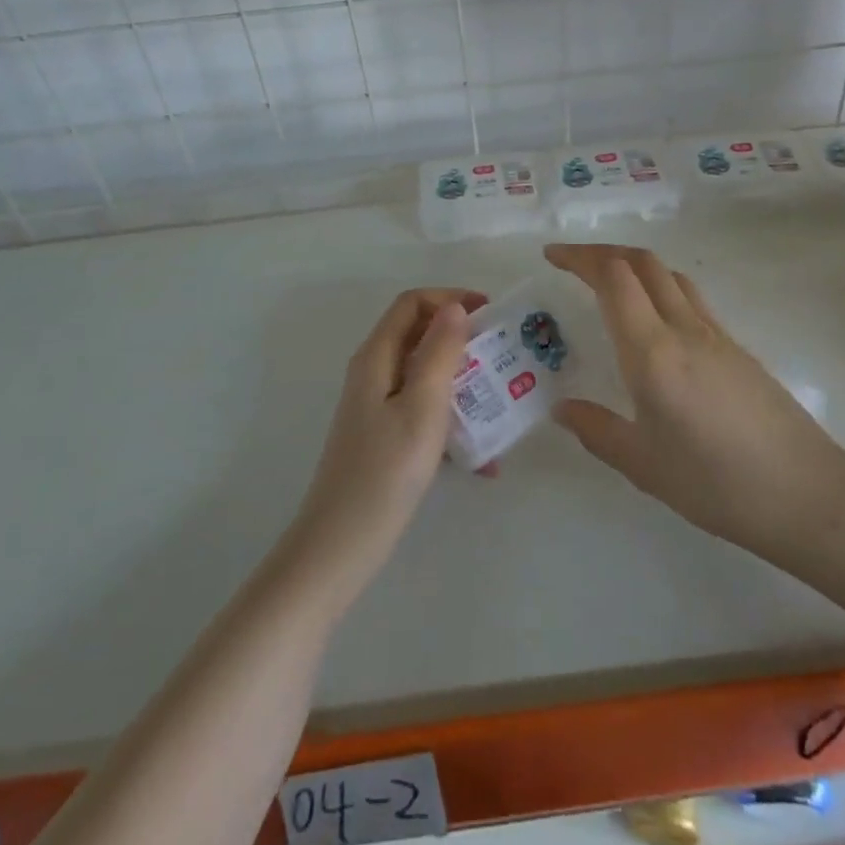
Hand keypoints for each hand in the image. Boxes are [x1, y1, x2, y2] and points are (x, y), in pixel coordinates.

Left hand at [290, 288, 484, 592]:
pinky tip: (481, 459)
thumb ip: (440, 352)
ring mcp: (377, 406)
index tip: (490, 314)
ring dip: (463, 384)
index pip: (412, 303)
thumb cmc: (385, 471)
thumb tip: (455, 308)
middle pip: (419, 336)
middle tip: (503, 358)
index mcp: (377, 356)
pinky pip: (423, 411)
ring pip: (425, 375)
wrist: (341, 545)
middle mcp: (374, 372)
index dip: (450, 298)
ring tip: (500, 407)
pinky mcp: (384, 437)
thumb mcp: (422, 406)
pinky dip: (452, 421)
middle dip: (462, 341)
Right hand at [545, 244, 844, 572]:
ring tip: (608, 284)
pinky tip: (654, 324)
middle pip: (641, 262)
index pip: (614, 278)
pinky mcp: (737, 347)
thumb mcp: (644, 466)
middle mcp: (684, 329)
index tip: (552, 257)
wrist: (808, 495)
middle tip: (572, 264)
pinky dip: (660, 288)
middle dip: (602, 253)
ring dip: (633, 265)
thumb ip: (597, 431)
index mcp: (652, 353)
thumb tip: (561, 408)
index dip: (580, 258)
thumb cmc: (718, 485)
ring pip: (669, 275)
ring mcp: (716, 334)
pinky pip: (690, 298)